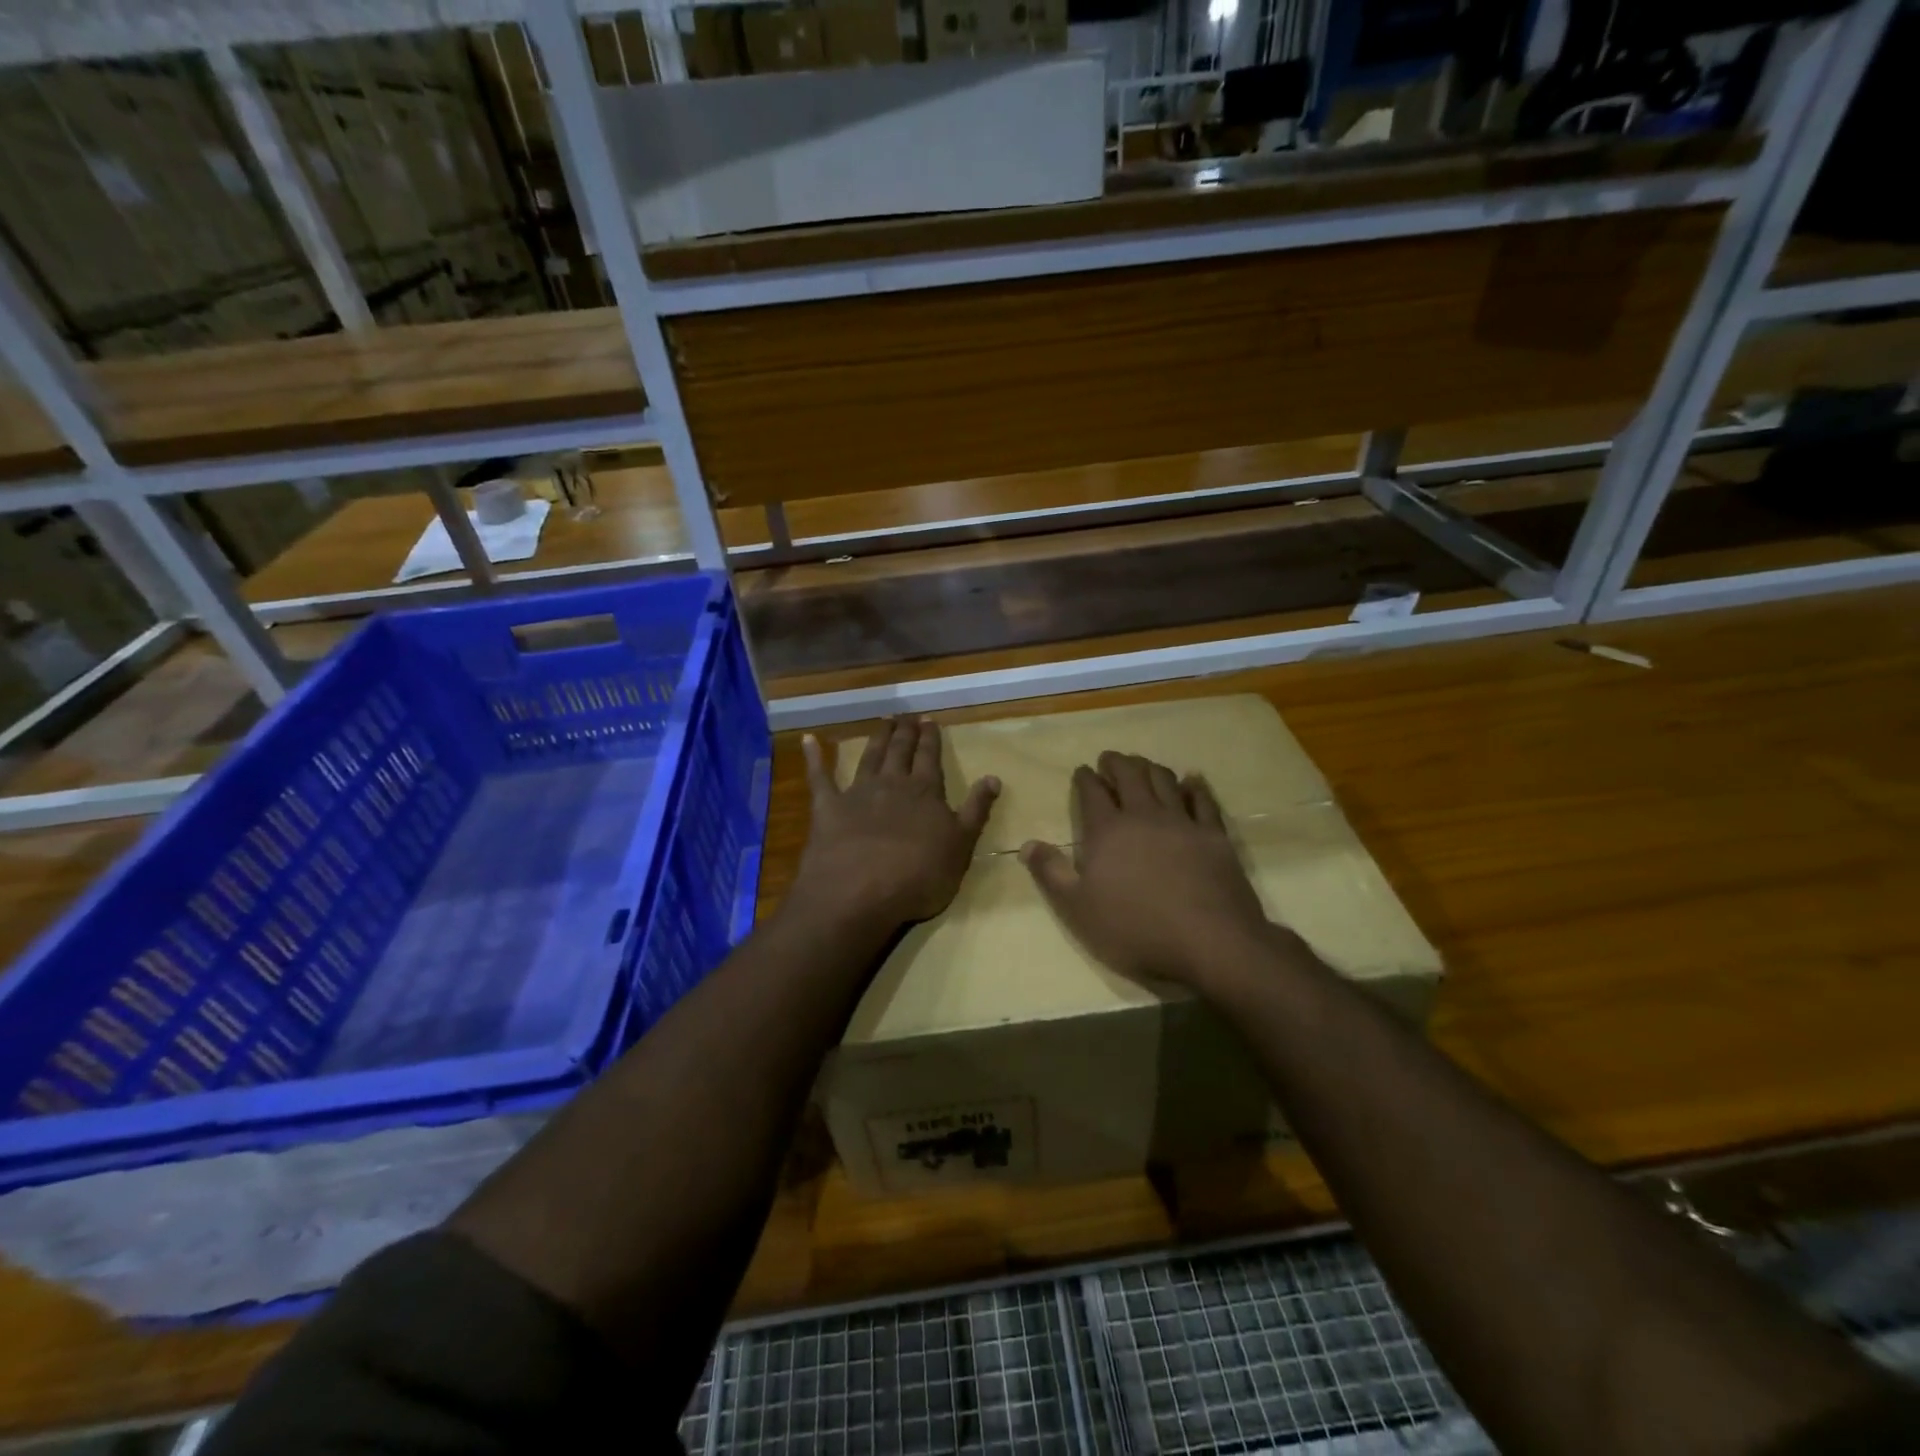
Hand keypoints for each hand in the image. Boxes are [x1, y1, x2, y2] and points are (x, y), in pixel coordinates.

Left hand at [793, 717, 998, 929]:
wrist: (860, 892)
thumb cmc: (919, 876)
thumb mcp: (961, 846)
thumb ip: (976, 810)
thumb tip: (993, 777)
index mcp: (925, 792)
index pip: (930, 758)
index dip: (931, 739)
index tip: (929, 720)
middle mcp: (892, 784)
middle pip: (900, 751)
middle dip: (905, 732)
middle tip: (906, 716)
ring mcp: (857, 793)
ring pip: (869, 757)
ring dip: (877, 738)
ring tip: (883, 721)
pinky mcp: (827, 808)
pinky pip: (819, 777)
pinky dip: (814, 758)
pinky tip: (808, 740)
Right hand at [1021, 751, 1279, 988]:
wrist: (1209, 943)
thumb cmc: (1135, 929)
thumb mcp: (1077, 909)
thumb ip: (1051, 873)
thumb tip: (1027, 843)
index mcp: (1107, 830)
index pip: (1092, 792)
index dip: (1085, 778)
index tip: (1082, 770)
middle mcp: (1144, 815)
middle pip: (1129, 776)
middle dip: (1116, 763)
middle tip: (1109, 759)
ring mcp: (1182, 822)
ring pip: (1164, 781)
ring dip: (1150, 767)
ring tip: (1143, 764)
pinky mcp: (1214, 835)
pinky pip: (1203, 800)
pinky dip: (1195, 786)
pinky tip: (1192, 780)